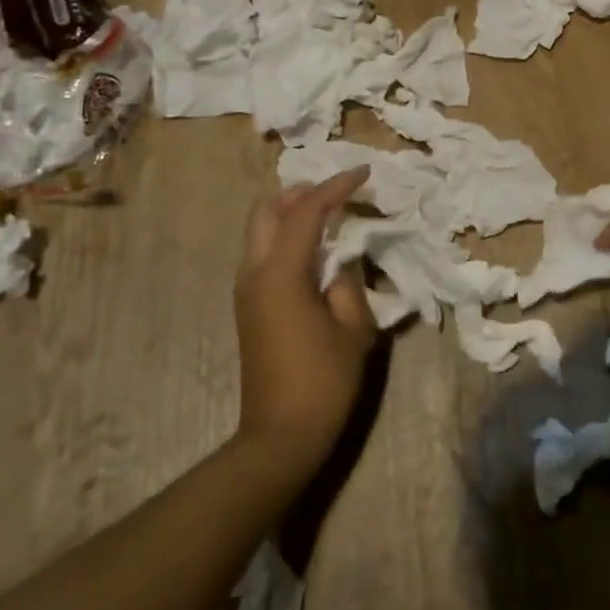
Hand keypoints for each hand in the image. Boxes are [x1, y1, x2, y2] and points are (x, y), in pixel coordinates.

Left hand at [234, 169, 376, 476]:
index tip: (363, 173)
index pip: (306, 212)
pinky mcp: (249, 306)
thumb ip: (349, 281)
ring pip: (261, 230)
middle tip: (337, 191)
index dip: (335, 187)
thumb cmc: (323, 381)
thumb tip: (342, 258)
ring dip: (292, 213)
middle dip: (301, 192)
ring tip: (331, 215)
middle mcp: (254, 273)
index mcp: (280, 274)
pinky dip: (287, 237)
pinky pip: (264, 253)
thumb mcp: (353, 327)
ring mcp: (246, 290)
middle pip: (267, 211)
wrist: (280, 436)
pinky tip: (316, 249)